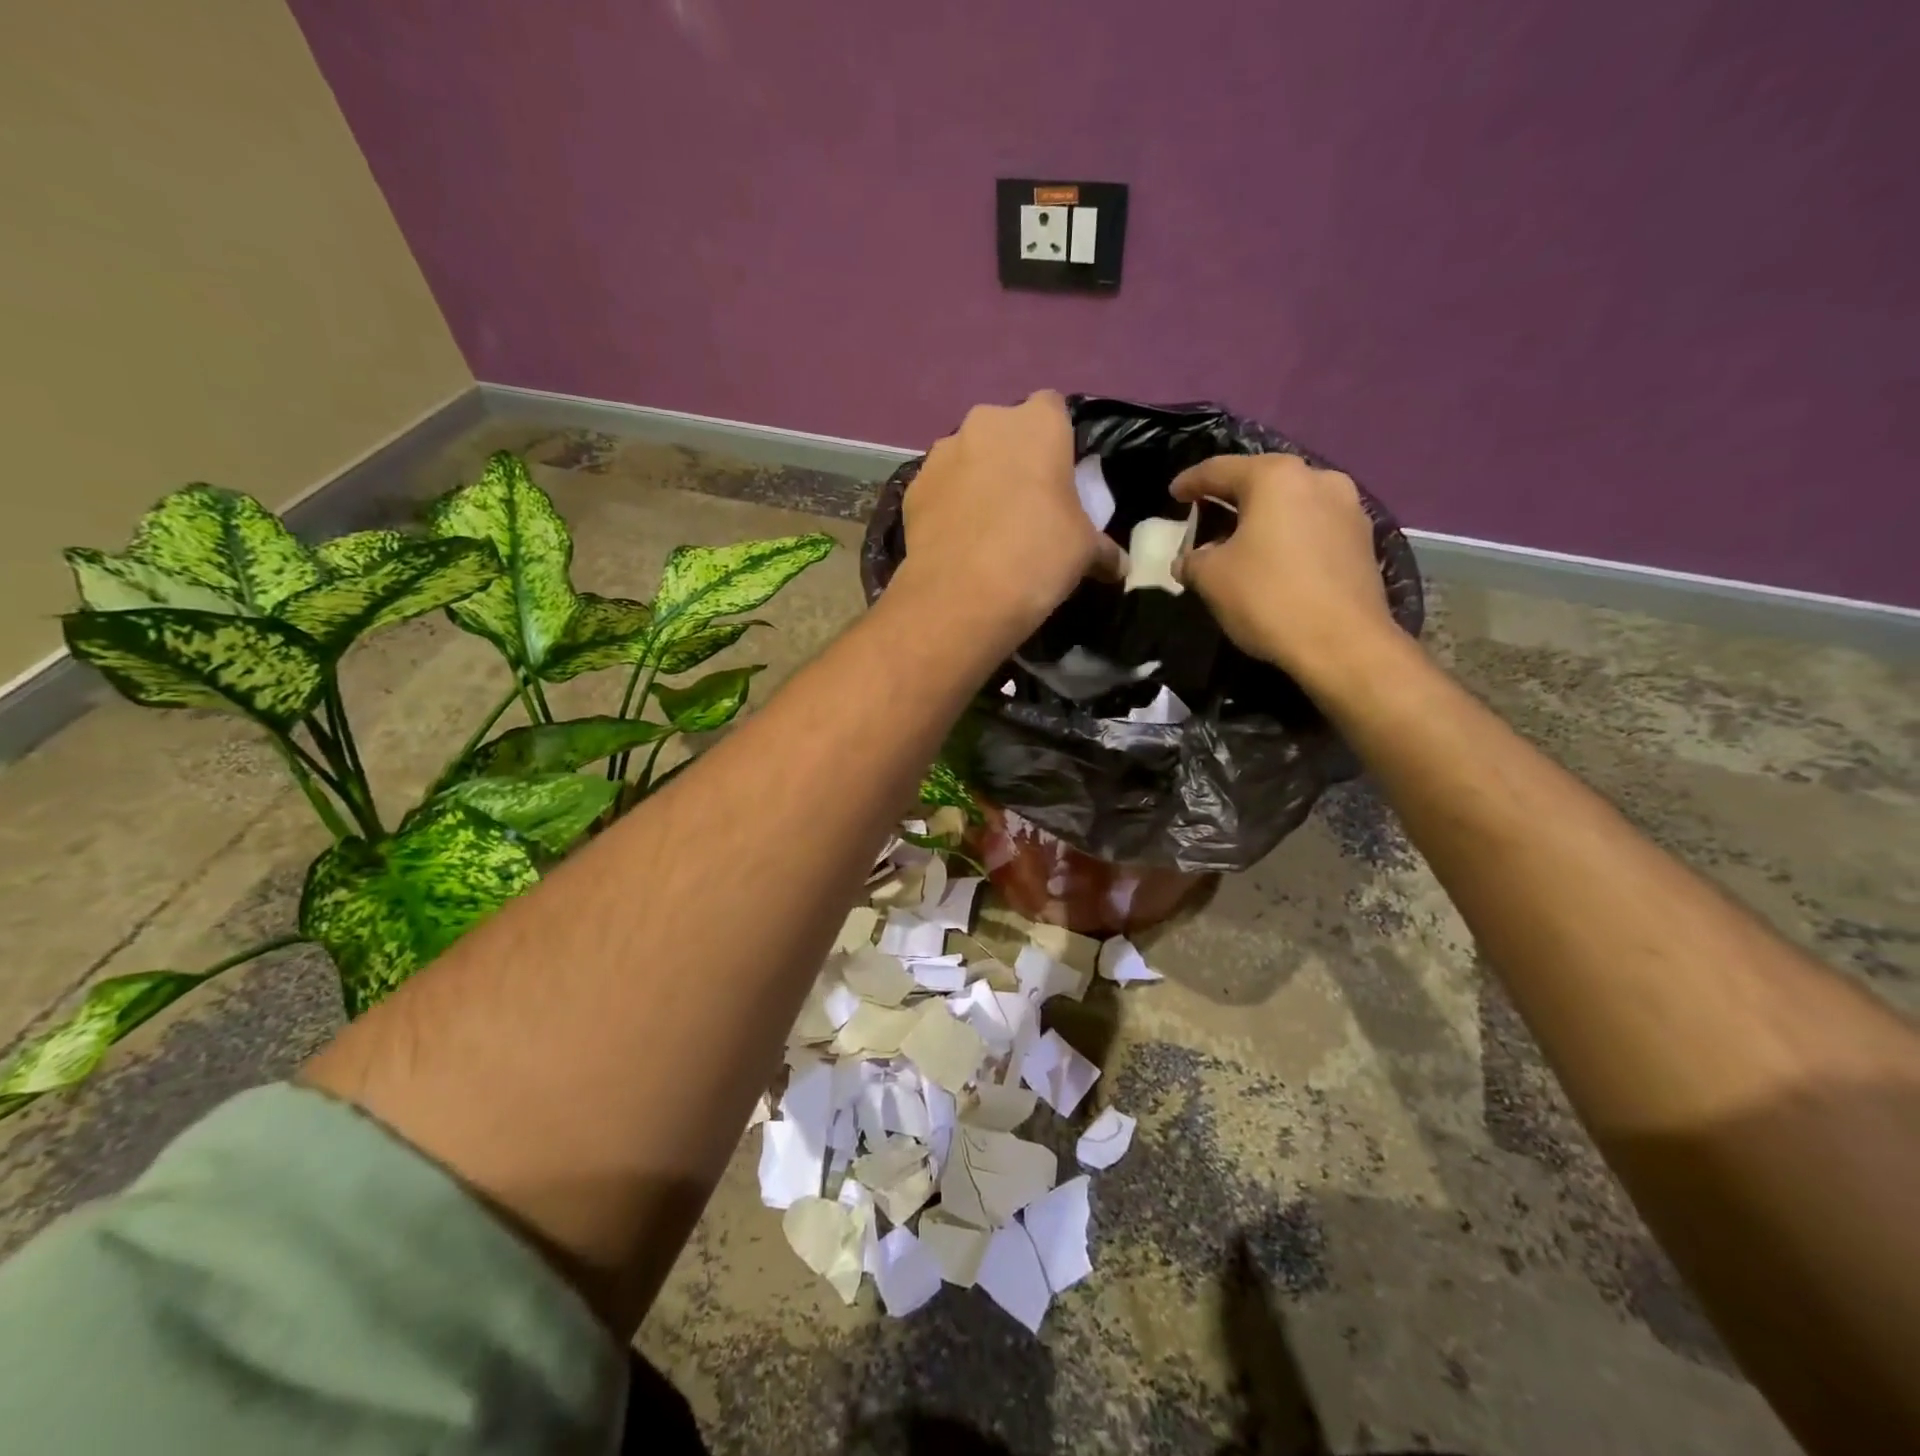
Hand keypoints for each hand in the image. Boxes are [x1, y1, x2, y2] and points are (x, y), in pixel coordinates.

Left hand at [898, 392, 1124, 638]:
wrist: (963, 596)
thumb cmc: (1038, 556)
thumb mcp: (1086, 552)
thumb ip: (1104, 549)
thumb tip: (1120, 567)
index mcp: (1037, 423)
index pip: (1053, 409)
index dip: (1057, 441)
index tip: (1060, 478)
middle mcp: (985, 423)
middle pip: (1004, 432)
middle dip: (1013, 459)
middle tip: (1025, 505)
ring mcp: (942, 453)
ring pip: (967, 457)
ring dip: (977, 479)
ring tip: (986, 527)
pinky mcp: (912, 488)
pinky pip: (939, 488)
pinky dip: (948, 506)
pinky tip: (957, 541)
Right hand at [1170, 453, 1396, 685]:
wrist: (1343, 644)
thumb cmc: (1268, 598)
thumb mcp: (1211, 578)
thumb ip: (1192, 560)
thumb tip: (1189, 560)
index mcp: (1276, 477)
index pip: (1220, 469)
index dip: (1190, 482)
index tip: (1173, 494)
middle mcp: (1318, 479)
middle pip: (1261, 482)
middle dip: (1230, 499)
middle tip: (1205, 517)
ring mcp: (1348, 508)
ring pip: (1291, 504)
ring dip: (1263, 519)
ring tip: (1240, 542)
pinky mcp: (1363, 540)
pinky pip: (1313, 527)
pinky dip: (1288, 537)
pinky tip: (1274, 561)